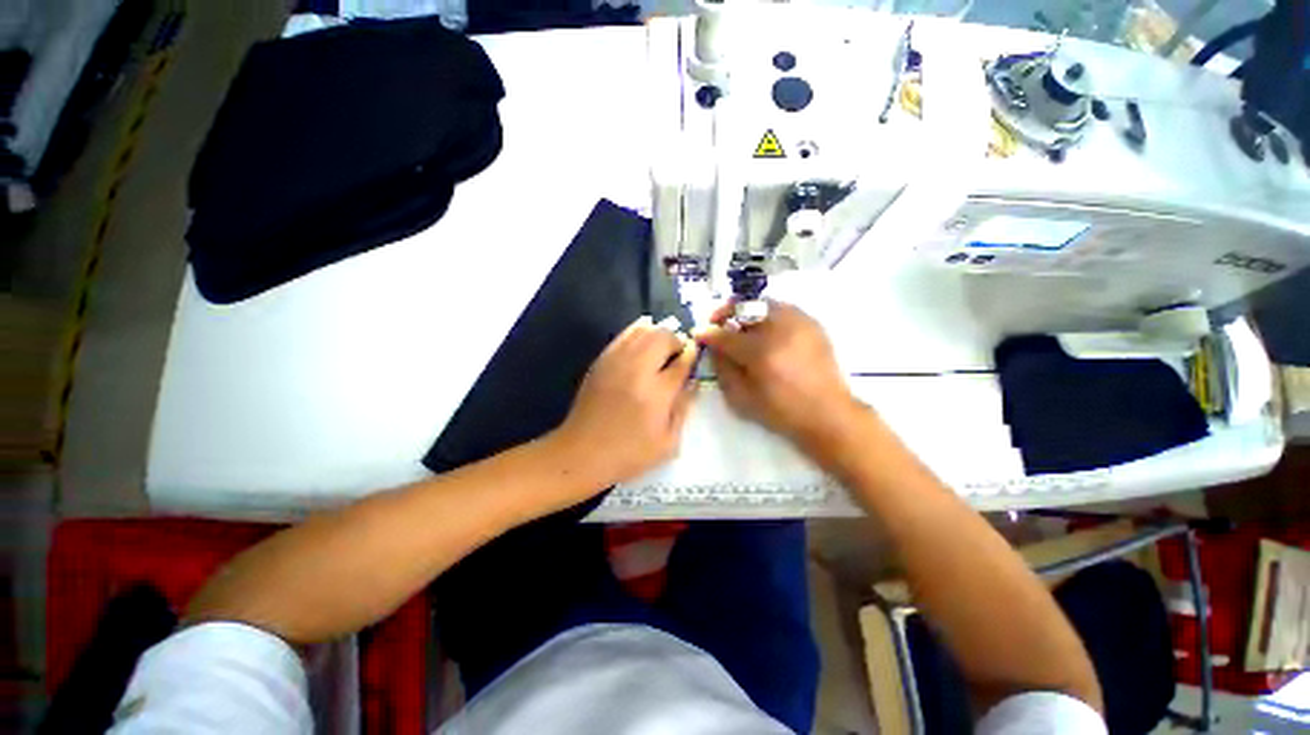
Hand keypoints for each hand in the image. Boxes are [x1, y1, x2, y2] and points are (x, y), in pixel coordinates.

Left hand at [553, 316, 698, 488]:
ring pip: (643, 330)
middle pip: (663, 337)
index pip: (682, 362)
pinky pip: (624, 335)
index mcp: (656, 393)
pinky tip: (643, 342)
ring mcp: (616, 361)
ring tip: (662, 349)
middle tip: (678, 355)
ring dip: (658, 334)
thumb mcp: (667, 442)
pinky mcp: (601, 360)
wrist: (581, 452)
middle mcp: (637, 370)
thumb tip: (694, 382)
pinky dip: (639, 332)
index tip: (694, 356)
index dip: (692, 356)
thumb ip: (684, 408)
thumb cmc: (628, 453)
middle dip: (676, 341)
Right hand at [694, 300, 860, 449]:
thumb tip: (713, 347)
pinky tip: (765, 330)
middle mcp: (780, 330)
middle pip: (745, 306)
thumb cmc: (781, 412)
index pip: (726, 335)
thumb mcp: (742, 399)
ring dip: (747, 311)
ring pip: (764, 303)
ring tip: (741, 326)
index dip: (708, 333)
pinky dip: (767, 314)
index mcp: (761, 352)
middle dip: (726, 312)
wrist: (828, 414)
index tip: (699, 333)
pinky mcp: (812, 324)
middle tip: (718, 323)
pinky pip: (783, 308)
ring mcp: (799, 323)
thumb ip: (723, 369)